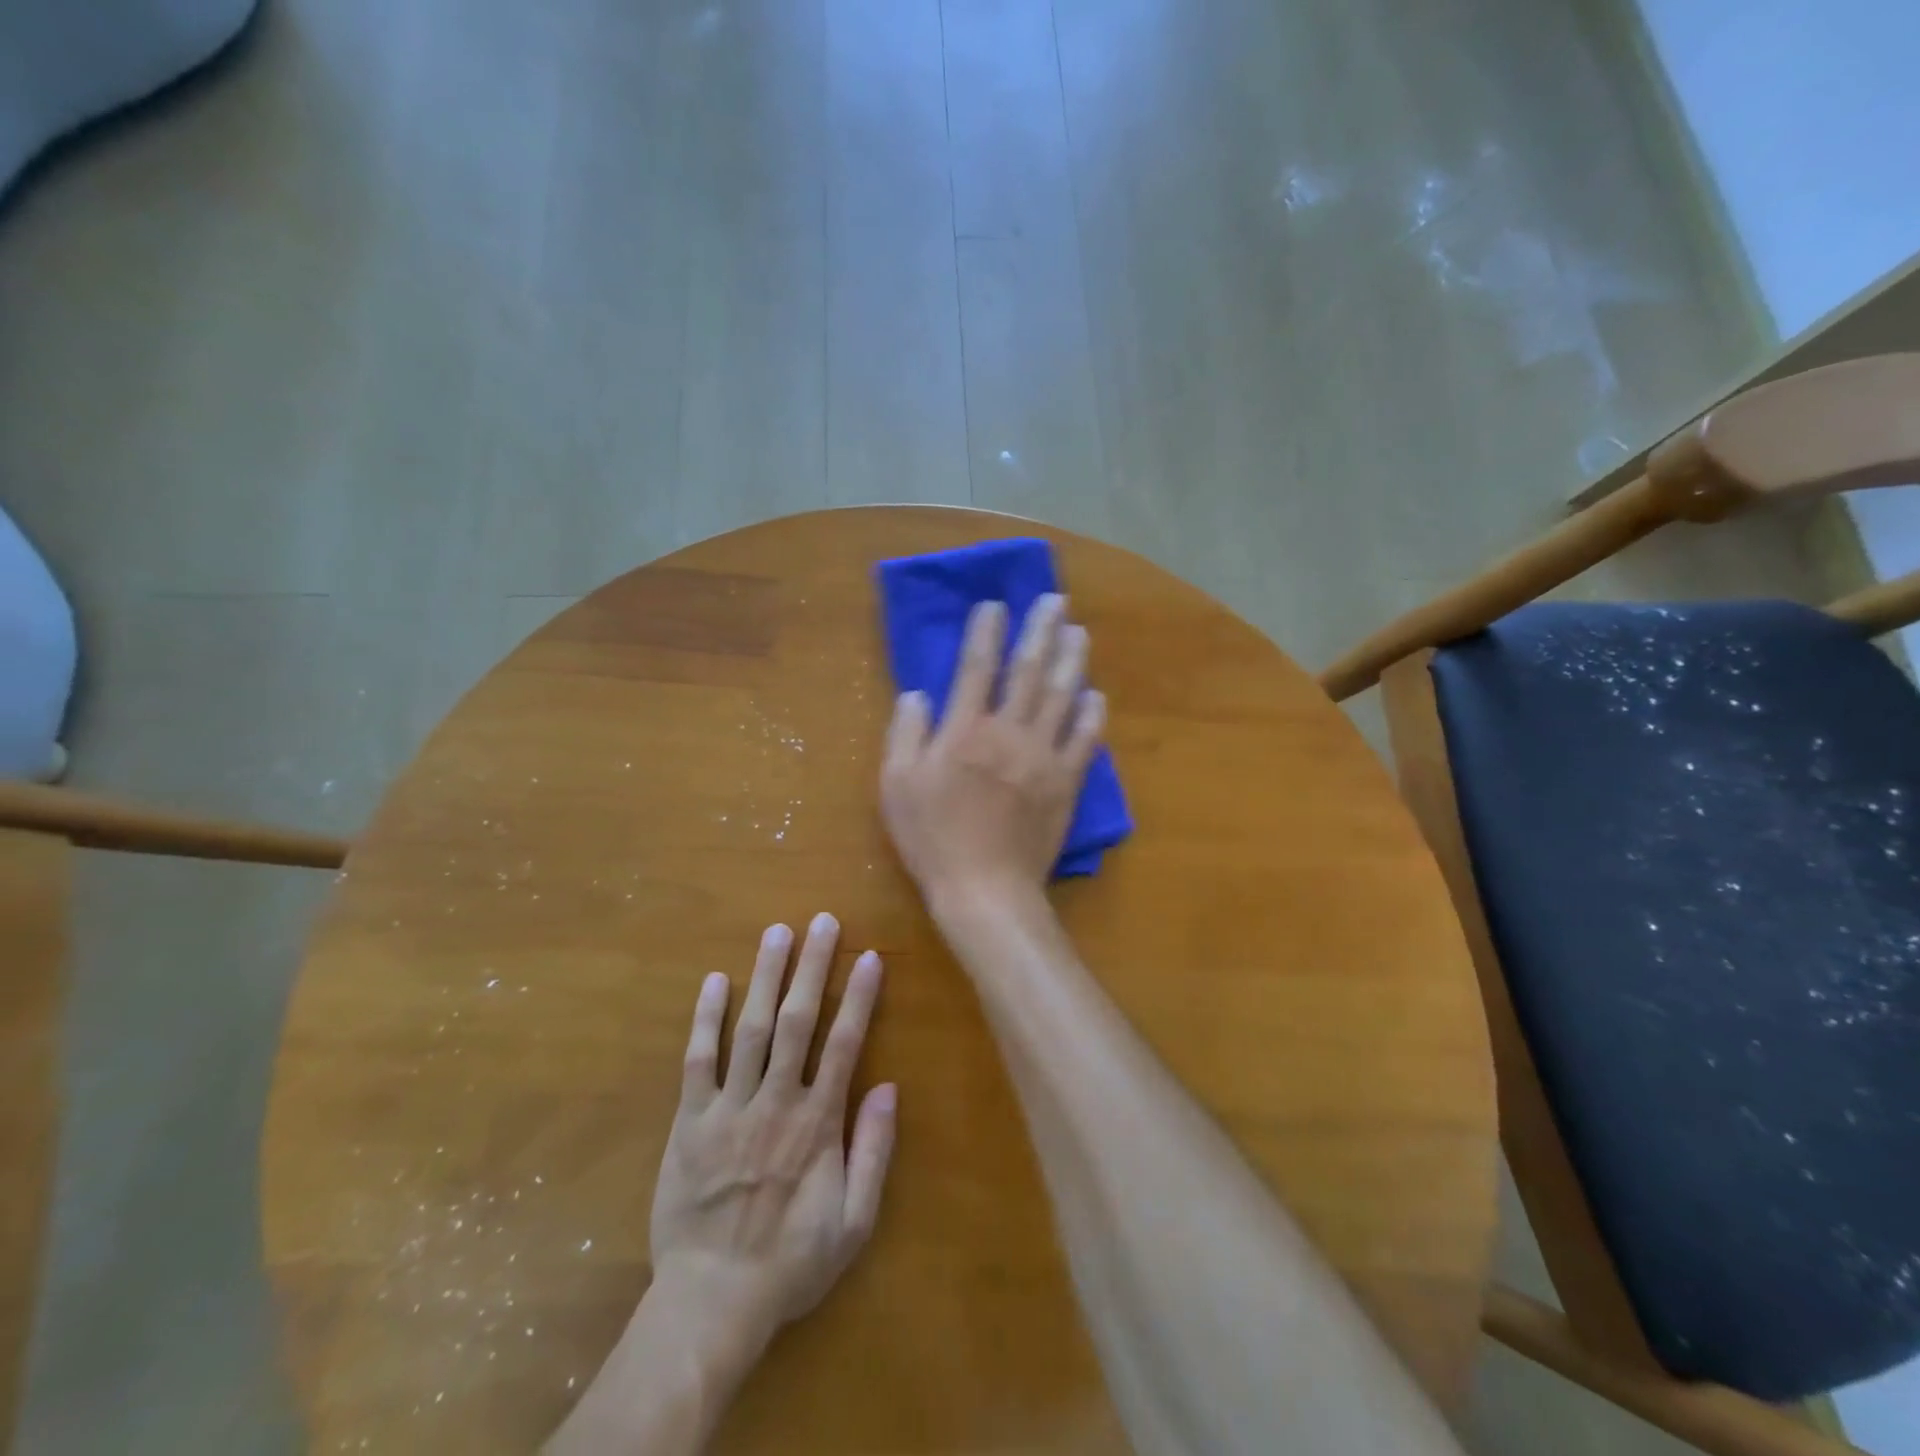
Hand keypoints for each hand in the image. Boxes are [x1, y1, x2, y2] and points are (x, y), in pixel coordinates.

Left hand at [648, 914, 896, 1346]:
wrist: (712, 1301)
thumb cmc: (791, 1261)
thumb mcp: (854, 1222)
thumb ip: (873, 1152)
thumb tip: (889, 1088)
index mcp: (817, 1123)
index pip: (844, 1044)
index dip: (858, 997)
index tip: (869, 957)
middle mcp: (775, 1102)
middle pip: (797, 1021)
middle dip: (812, 967)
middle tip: (822, 922)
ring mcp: (729, 1108)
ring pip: (750, 1029)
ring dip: (765, 977)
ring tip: (777, 932)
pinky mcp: (690, 1122)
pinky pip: (697, 1061)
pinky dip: (705, 1019)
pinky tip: (715, 981)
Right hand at [881, 594, 1104, 906]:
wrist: (984, 889)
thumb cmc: (932, 838)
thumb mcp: (896, 785)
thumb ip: (905, 733)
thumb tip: (918, 694)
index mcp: (965, 731)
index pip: (976, 667)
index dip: (986, 631)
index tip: (995, 604)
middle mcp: (1009, 732)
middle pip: (1029, 670)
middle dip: (1041, 629)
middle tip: (1055, 599)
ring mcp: (1043, 757)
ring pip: (1062, 696)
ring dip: (1071, 659)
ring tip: (1078, 631)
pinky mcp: (1066, 783)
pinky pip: (1085, 740)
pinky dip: (1092, 715)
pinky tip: (1096, 694)